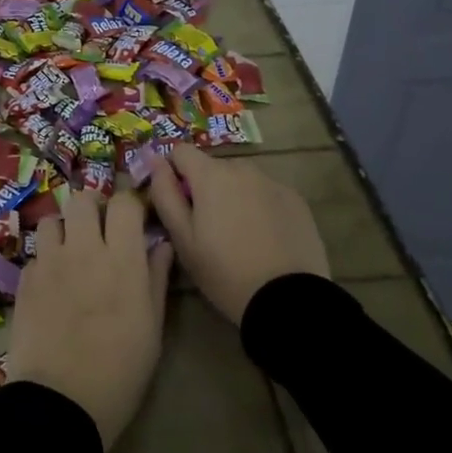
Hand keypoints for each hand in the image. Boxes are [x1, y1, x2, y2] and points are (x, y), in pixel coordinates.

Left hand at [7, 189, 172, 451]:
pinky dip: (46, 260)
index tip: (133, 219)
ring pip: (53, 219)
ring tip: (71, 252)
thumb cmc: (121, 370)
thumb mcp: (152, 327)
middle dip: (92, 208)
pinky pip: (36, 253)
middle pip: (82, 199)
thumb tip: (161, 245)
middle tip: (99, 230)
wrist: (62, 400)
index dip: (129, 205)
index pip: (124, 203)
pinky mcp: (25, 278)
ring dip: (64, 229)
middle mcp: (84, 249)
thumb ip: (156, 278)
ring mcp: (50, 261)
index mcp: (122, 259)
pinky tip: (52, 284)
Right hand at [147, 143, 330, 324]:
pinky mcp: (296, 200)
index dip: (173, 173)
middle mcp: (243, 168)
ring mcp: (273, 182)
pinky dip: (259, 206)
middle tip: (207, 227)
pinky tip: (265, 238)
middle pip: (212, 167)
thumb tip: (154, 160)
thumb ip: (164, 194)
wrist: (288, 301)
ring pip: (241, 180)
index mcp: (211, 175)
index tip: (177, 202)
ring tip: (238, 234)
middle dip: (205, 188)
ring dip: (233, 196)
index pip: (180, 151)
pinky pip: (266, 193)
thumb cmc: (224, 271)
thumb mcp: (182, 238)